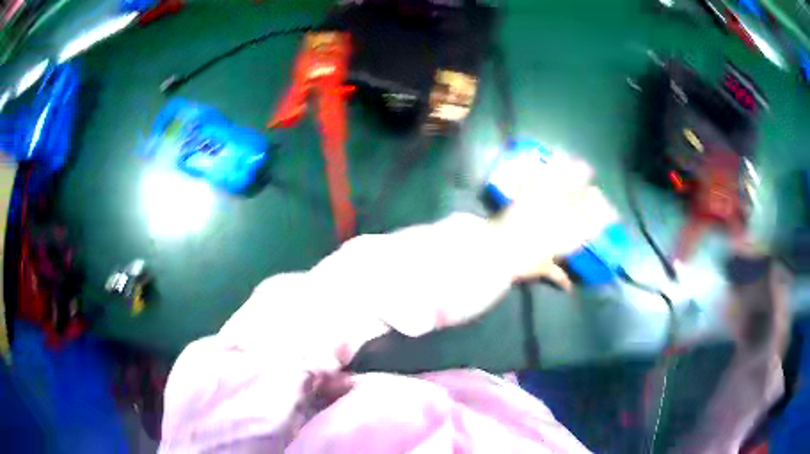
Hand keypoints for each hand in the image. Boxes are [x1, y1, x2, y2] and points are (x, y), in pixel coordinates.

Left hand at [490, 154, 616, 289]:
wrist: (498, 250)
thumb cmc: (521, 264)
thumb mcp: (541, 270)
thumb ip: (557, 276)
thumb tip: (568, 286)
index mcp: (567, 238)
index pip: (593, 226)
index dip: (603, 218)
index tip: (611, 213)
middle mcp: (563, 218)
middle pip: (585, 204)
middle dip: (595, 198)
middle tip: (597, 192)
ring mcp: (548, 203)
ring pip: (569, 186)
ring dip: (578, 176)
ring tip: (584, 166)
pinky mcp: (532, 192)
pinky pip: (546, 177)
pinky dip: (553, 167)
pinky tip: (560, 158)